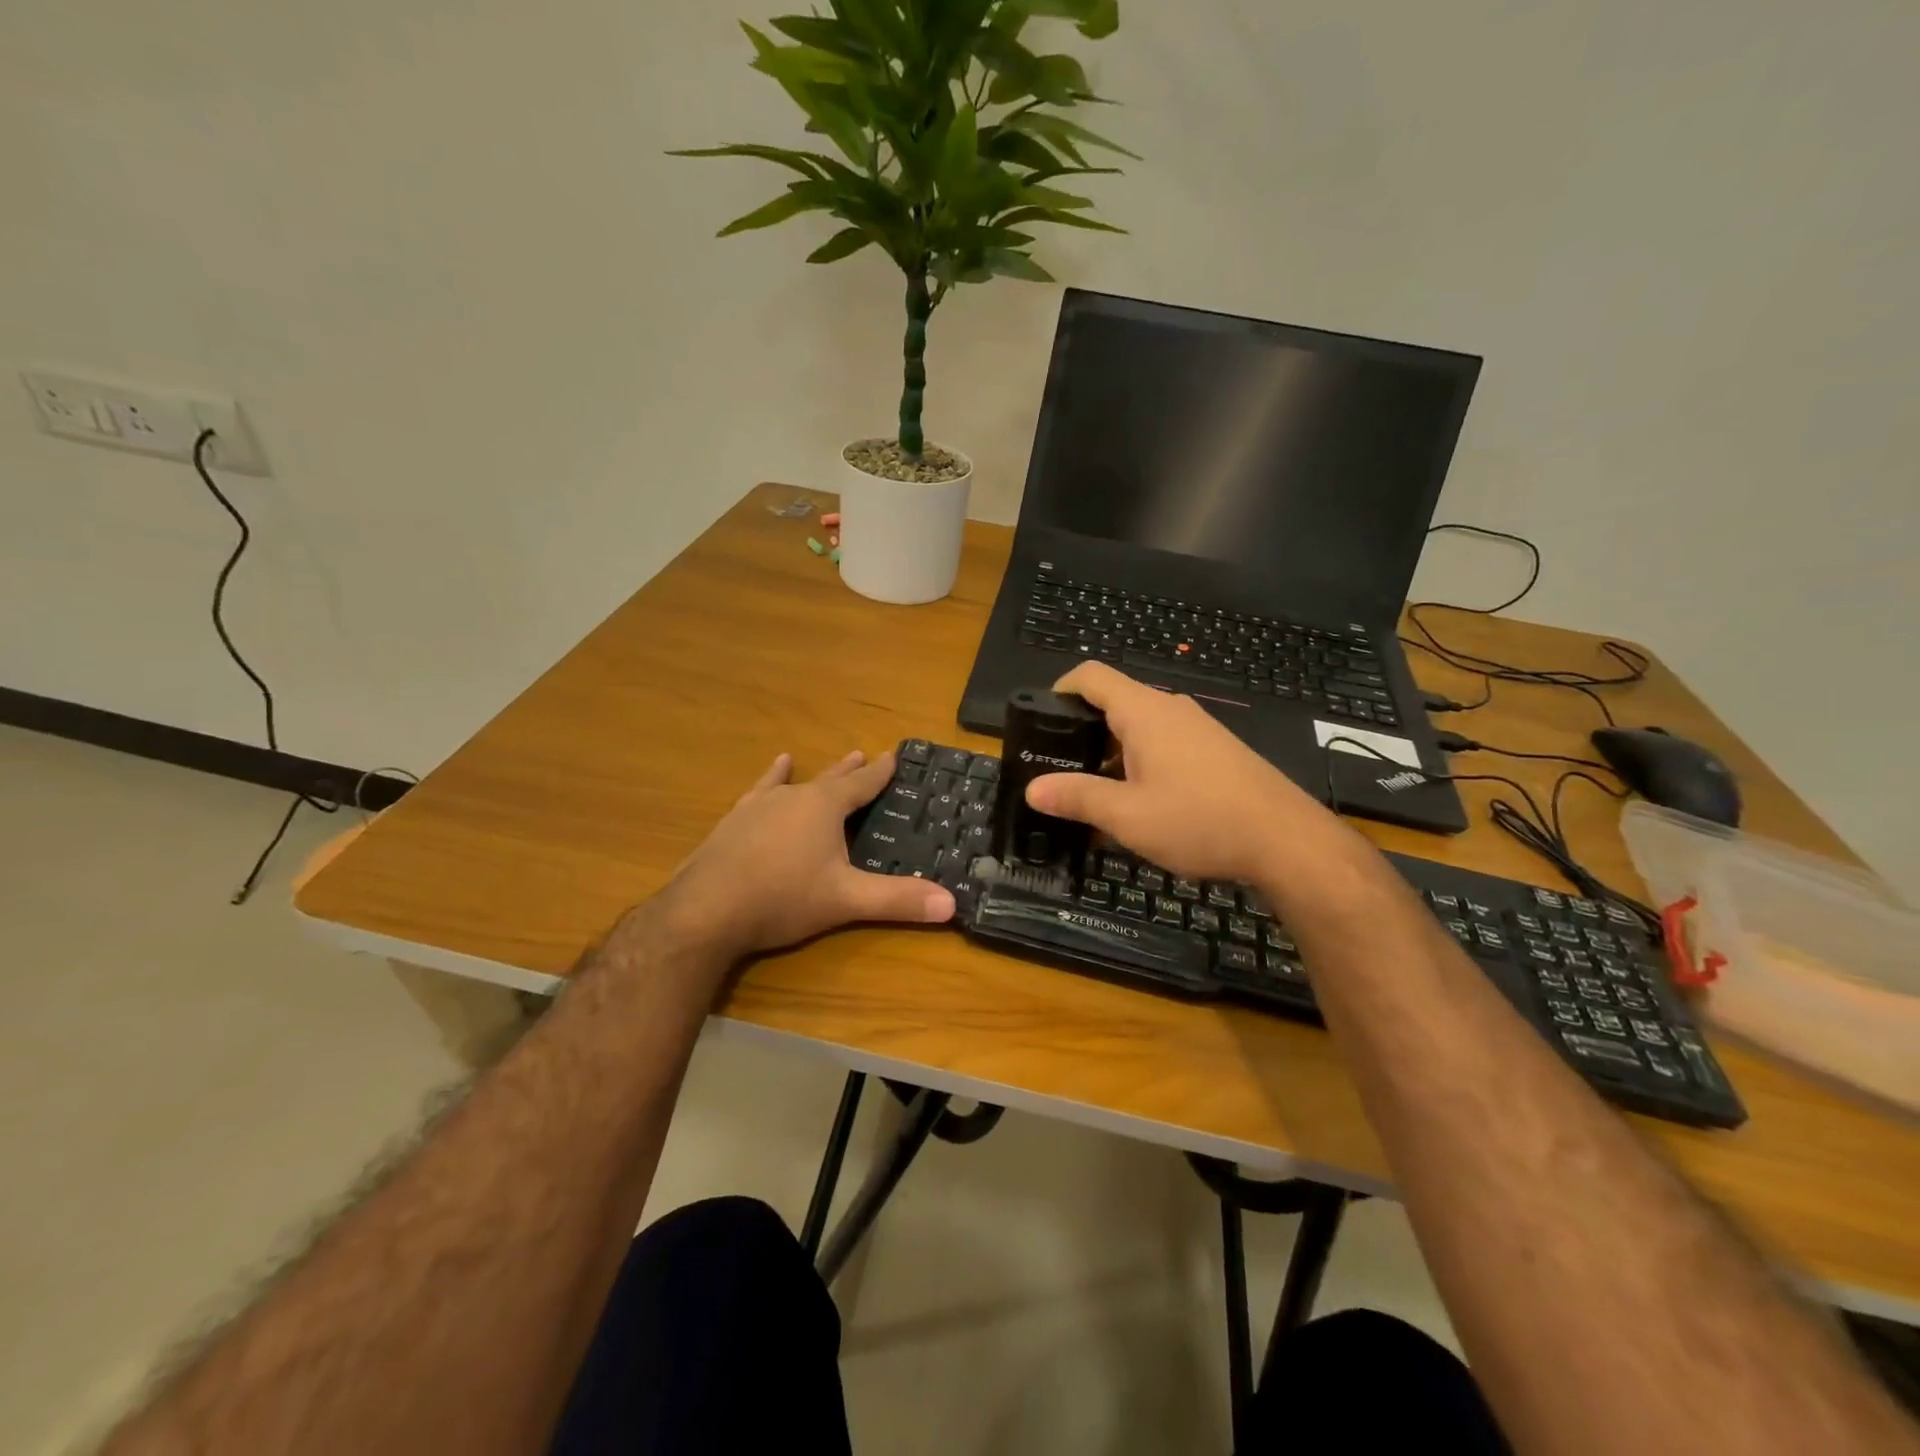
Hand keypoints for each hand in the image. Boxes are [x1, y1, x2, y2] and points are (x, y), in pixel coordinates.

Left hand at [650, 749, 954, 960]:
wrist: (705, 910)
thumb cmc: (783, 898)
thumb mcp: (846, 901)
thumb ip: (897, 900)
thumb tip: (952, 904)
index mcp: (824, 807)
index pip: (862, 784)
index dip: (880, 773)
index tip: (894, 756)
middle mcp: (792, 797)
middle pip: (829, 779)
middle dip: (848, 771)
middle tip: (863, 754)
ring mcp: (758, 807)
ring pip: (791, 783)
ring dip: (808, 775)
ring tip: (803, 758)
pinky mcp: (733, 823)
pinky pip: (757, 794)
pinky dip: (769, 782)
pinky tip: (769, 775)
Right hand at [1026, 662, 1356, 885]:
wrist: (1285, 840)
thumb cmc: (1199, 820)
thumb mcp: (1127, 815)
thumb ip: (1077, 798)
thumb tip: (1032, 789)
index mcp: (1143, 712)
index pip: (1091, 676)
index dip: (1059, 688)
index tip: (1038, 719)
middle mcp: (1170, 710)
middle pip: (1114, 704)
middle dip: (1081, 732)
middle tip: (1057, 768)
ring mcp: (1197, 729)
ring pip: (1139, 729)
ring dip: (1110, 755)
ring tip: (1092, 796)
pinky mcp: (1215, 751)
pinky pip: (1164, 746)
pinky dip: (1139, 765)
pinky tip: (1137, 807)